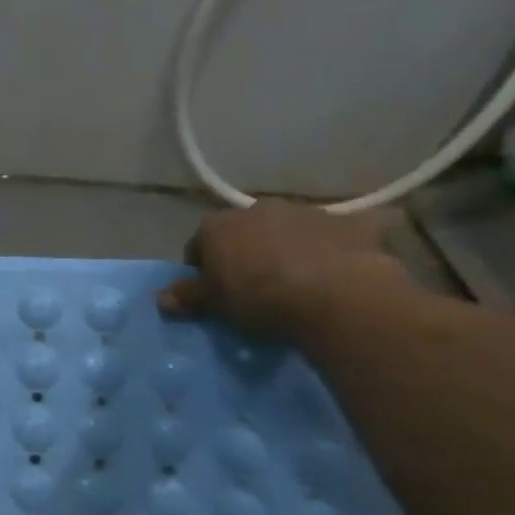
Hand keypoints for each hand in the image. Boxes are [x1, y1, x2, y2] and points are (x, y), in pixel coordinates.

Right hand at [157, 199, 410, 343]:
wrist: (336, 298)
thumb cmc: (259, 299)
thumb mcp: (215, 305)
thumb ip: (187, 296)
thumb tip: (161, 298)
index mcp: (218, 226)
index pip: (199, 244)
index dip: (204, 268)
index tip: (214, 290)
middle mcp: (259, 209)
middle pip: (245, 230)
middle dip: (247, 250)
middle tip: (255, 283)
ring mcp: (308, 212)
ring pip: (290, 227)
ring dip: (289, 244)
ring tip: (298, 278)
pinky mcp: (353, 224)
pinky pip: (345, 230)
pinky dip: (342, 241)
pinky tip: (346, 260)